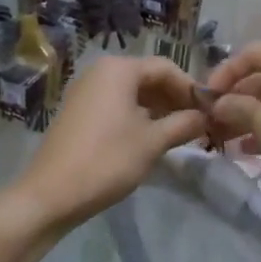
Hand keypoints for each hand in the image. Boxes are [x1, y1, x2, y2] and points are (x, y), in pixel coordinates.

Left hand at [7, 55, 206, 235]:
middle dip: (174, 99)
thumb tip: (206, 117)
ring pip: (131, 92)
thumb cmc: (107, 160)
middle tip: (196, 124)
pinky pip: (115, 104)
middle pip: (147, 77)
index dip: (190, 88)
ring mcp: (85, 91)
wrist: (51, 194)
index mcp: (119, 69)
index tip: (209, 111)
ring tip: (177, 133)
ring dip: (157, 109)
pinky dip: (136, 116)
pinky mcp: (77, 111)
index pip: (166, 68)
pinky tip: (149, 138)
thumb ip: (183, 124)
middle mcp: (100, 72)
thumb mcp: (152, 142)